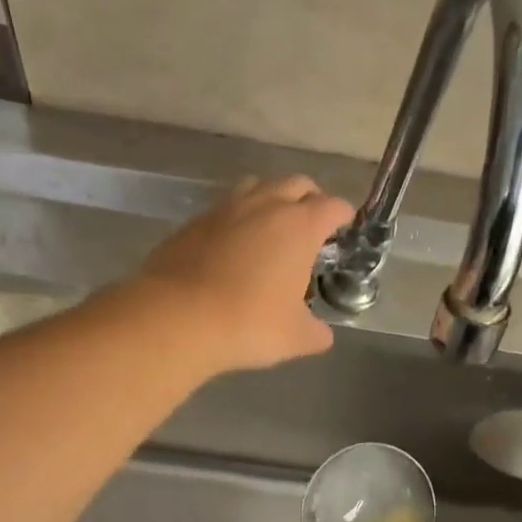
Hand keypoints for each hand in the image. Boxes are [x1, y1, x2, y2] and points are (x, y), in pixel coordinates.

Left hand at [135, 175, 353, 371]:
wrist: (176, 318)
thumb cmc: (248, 324)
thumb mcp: (295, 337)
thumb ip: (316, 332)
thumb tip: (321, 334)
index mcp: (299, 226)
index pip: (332, 206)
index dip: (343, 215)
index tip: (344, 226)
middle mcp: (265, 205)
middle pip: (296, 184)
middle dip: (309, 199)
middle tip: (311, 224)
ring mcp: (225, 209)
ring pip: (257, 187)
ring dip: (270, 200)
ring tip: (271, 228)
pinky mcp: (193, 222)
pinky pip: (224, 208)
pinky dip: (236, 219)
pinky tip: (232, 246)